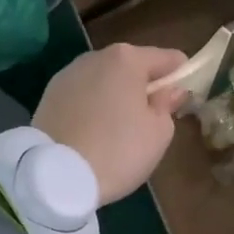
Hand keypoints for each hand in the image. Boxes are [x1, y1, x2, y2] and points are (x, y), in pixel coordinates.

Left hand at [33, 43, 189, 202]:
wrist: (55, 176)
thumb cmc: (118, 151)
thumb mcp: (158, 133)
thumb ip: (167, 105)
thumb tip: (169, 91)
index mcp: (128, 59)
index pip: (168, 59)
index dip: (181, 77)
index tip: (183, 101)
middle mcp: (95, 57)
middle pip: (132, 67)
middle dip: (145, 87)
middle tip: (151, 120)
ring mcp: (68, 74)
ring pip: (104, 80)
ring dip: (116, 96)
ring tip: (119, 130)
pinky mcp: (49, 95)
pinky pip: (83, 96)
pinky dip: (93, 107)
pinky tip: (94, 133)